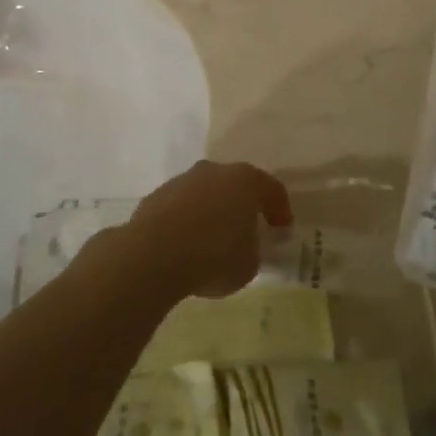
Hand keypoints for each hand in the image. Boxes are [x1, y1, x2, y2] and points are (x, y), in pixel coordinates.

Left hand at [125, 160, 292, 299]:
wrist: (154, 254)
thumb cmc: (214, 257)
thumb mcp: (249, 264)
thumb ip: (253, 250)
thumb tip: (245, 245)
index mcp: (246, 181)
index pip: (272, 189)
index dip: (280, 209)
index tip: (282, 228)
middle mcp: (215, 171)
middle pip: (236, 185)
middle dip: (242, 205)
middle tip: (247, 229)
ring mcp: (183, 180)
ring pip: (206, 192)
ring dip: (212, 211)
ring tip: (212, 240)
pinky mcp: (157, 195)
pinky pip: (181, 206)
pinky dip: (187, 220)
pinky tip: (186, 244)